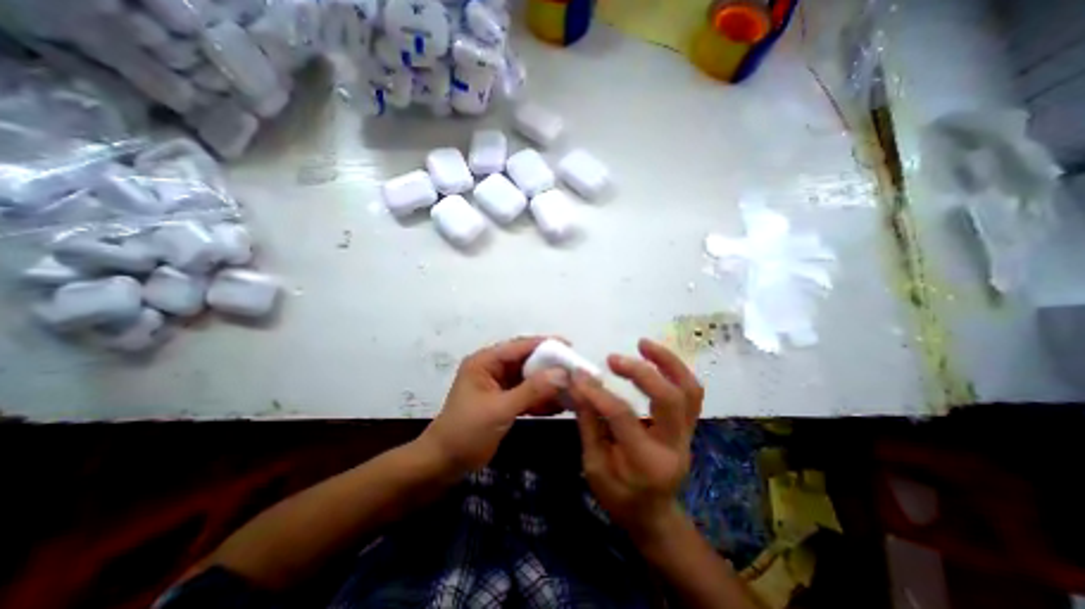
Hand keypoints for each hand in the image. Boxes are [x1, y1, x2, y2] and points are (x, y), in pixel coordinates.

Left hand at [417, 338, 563, 475]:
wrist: (444, 463)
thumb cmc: (466, 431)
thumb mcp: (500, 409)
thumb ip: (532, 390)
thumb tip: (563, 374)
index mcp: (485, 361)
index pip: (519, 346)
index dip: (545, 344)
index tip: (570, 346)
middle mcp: (493, 368)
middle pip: (527, 360)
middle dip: (550, 366)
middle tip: (575, 370)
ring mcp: (499, 384)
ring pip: (529, 378)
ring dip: (548, 383)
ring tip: (572, 387)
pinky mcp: (504, 400)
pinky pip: (527, 394)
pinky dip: (541, 398)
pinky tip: (559, 404)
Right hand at [570, 341, 703, 544]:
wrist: (654, 516)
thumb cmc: (619, 496)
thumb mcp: (594, 467)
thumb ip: (588, 423)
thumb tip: (578, 385)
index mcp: (646, 462)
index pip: (622, 416)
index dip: (598, 392)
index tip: (579, 374)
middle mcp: (674, 445)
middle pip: (669, 398)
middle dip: (640, 372)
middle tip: (613, 358)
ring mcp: (688, 434)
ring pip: (689, 390)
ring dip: (668, 362)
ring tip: (643, 343)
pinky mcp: (689, 426)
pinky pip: (690, 392)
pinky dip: (675, 371)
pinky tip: (656, 358)